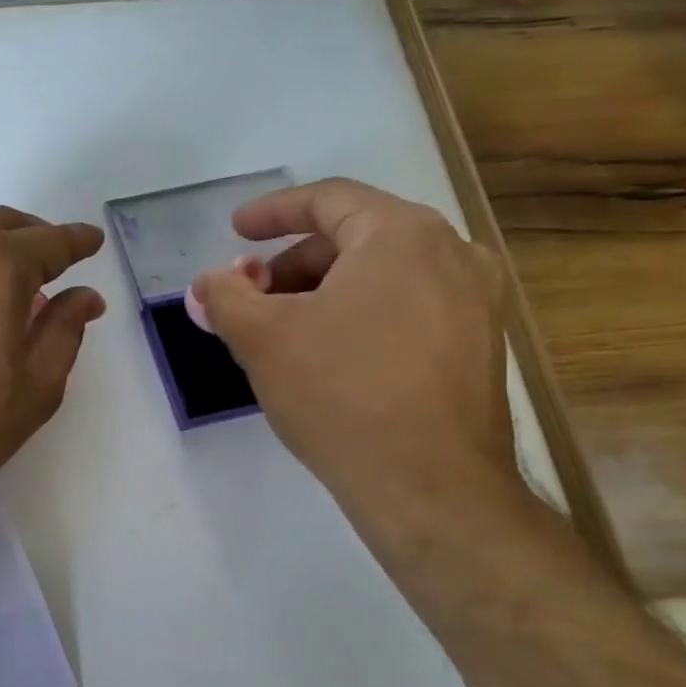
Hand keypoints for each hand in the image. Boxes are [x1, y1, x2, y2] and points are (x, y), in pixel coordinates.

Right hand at [190, 178, 517, 513]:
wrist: (429, 486)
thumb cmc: (340, 393)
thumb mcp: (262, 339)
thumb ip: (225, 298)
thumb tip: (206, 283)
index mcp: (401, 235)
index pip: (328, 199)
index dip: (273, 211)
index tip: (235, 230)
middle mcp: (451, 254)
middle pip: (356, 238)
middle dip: (292, 263)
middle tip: (251, 296)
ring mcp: (475, 303)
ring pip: (383, 277)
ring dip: (325, 292)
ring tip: (284, 331)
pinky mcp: (479, 348)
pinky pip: (409, 310)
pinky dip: (362, 316)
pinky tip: (331, 358)